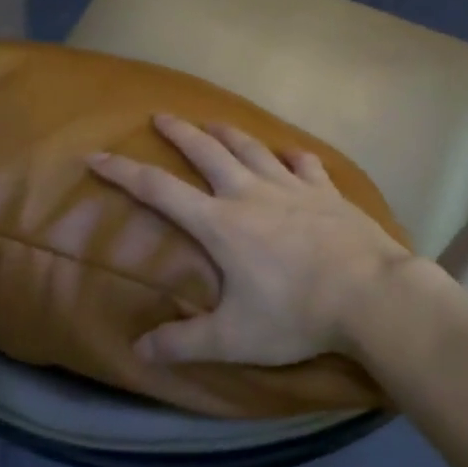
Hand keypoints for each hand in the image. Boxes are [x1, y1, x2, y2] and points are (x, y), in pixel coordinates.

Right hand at [87, 114, 416, 364]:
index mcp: (222, 224)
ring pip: (255, 150)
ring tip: (215, 123)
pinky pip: (306, 165)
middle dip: (181, 133)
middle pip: (208, 152)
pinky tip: (291, 154)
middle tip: (161, 116)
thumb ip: (184, 343)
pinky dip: (293, 156)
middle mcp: (253, 194)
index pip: (161, 191)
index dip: (124, 173)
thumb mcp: (233, 338)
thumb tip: (139, 350)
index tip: (97, 156)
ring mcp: (295, 188)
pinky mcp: (329, 193)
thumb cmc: (297, 315)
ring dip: (230, 134)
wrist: (370, 294)